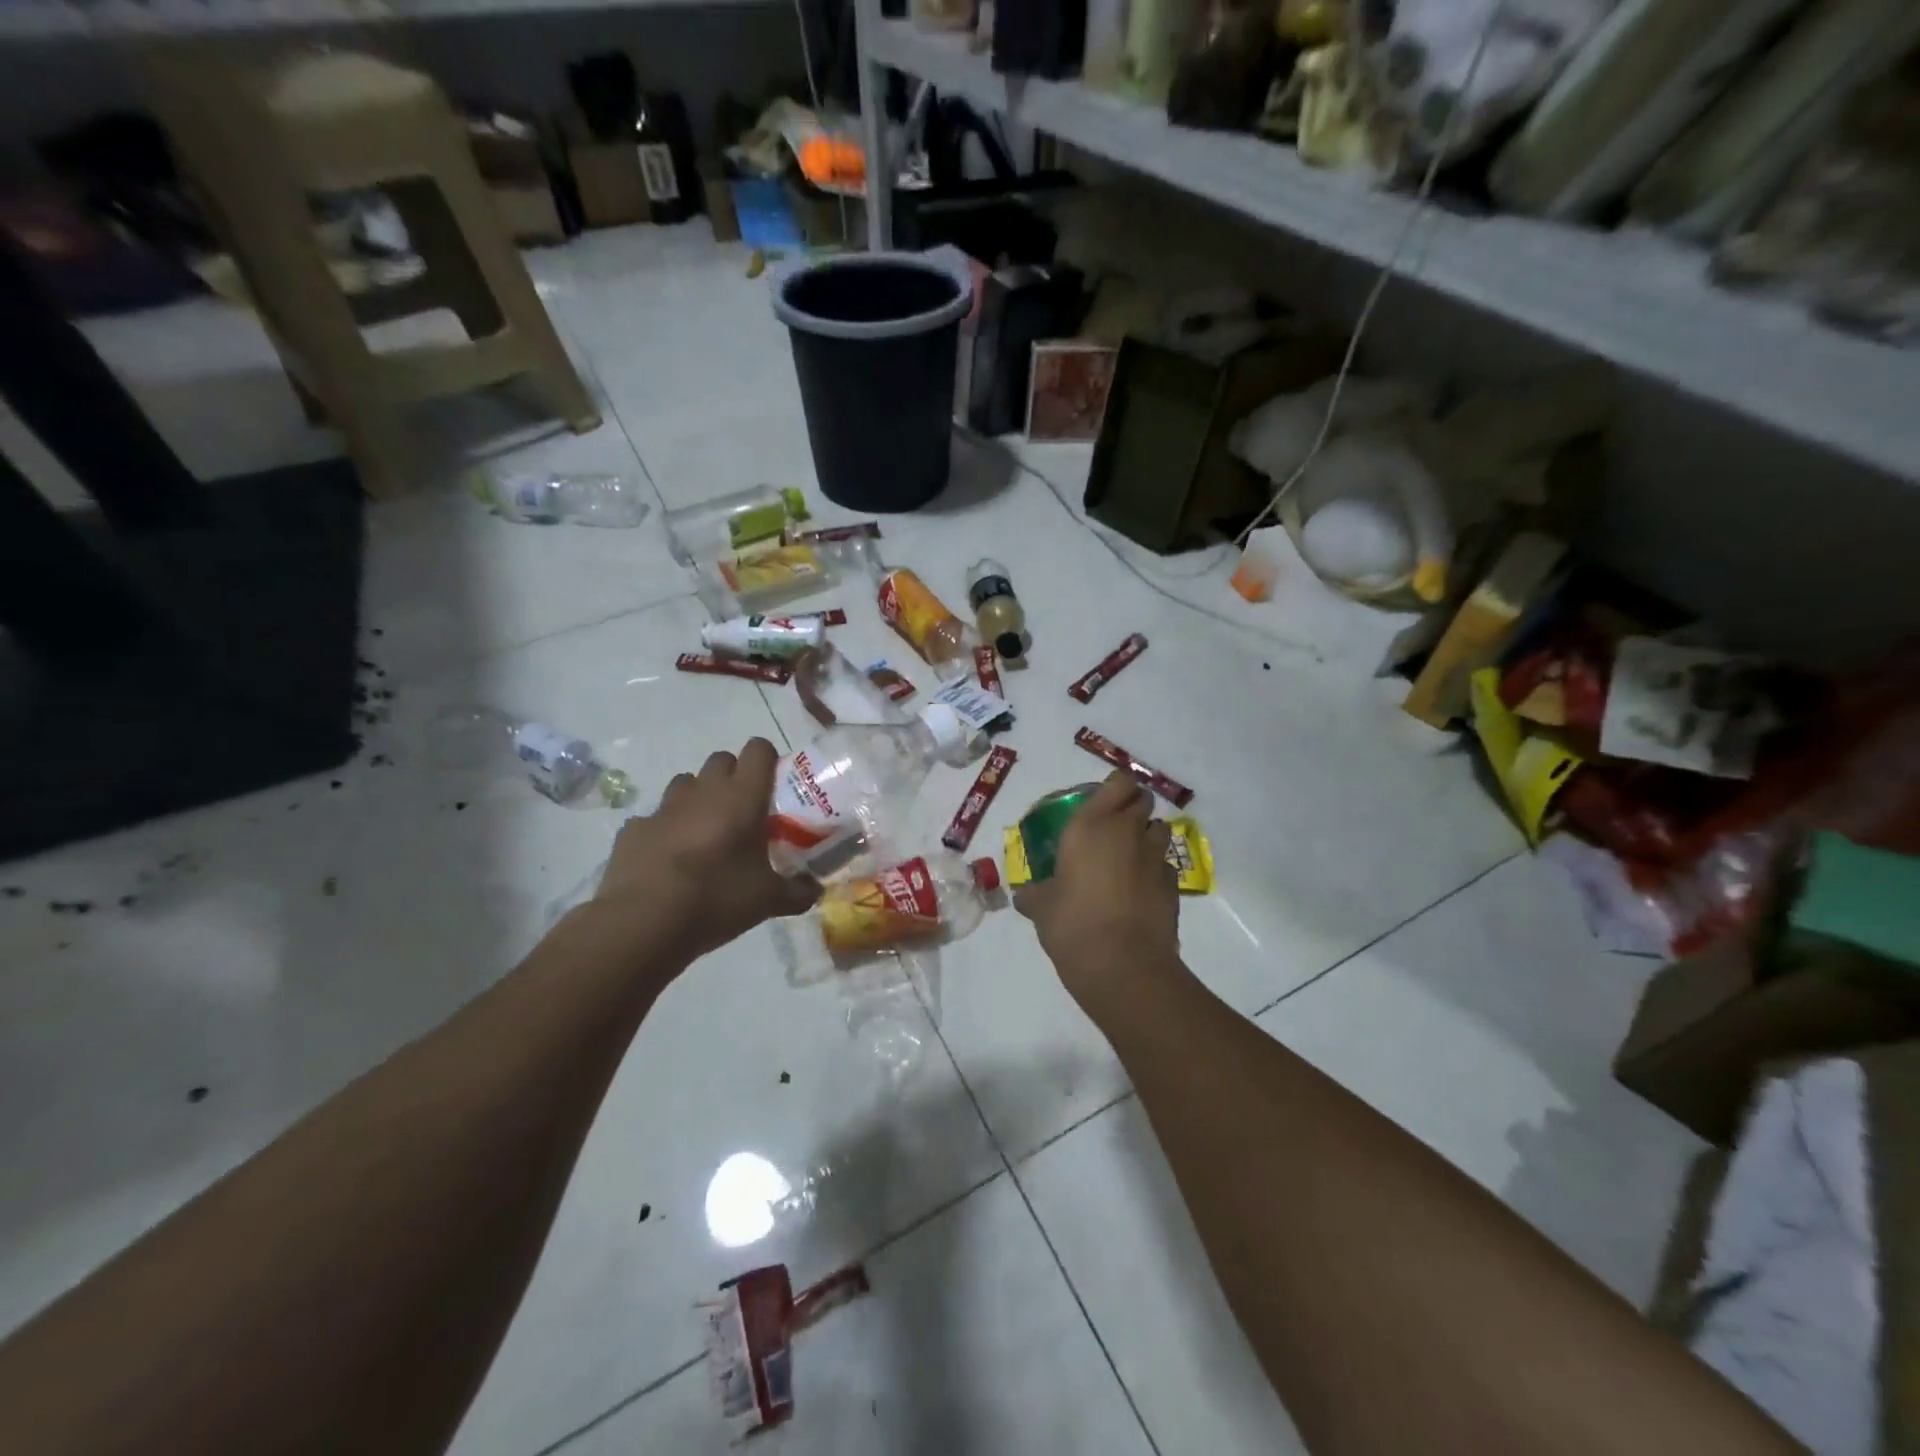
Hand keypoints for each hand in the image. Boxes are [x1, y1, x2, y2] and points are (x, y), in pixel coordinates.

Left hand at [591, 739, 818, 967]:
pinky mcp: (634, 829)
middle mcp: (703, 791)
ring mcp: (664, 808)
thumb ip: (797, 892)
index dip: (768, 760)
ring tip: (705, 833)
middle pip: (721, 759)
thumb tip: (815, 892)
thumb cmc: (717, 899)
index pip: (758, 750)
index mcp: (742, 797)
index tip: (774, 786)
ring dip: (698, 798)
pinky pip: (654, 818)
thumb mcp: (768, 900)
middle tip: (743, 812)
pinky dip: (664, 830)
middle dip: (733, 777)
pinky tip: (669, 859)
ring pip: (686, 783)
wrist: (644, 923)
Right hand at [1015, 771, 1179, 1007]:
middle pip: (1143, 800)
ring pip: (1160, 830)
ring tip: (1128, 859)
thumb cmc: (1072, 923)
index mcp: (1092, 825)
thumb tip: (1025, 896)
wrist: (1122, 965)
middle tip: (1112, 829)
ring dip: (1147, 837)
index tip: (1103, 802)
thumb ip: (1034, 895)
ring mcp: (1155, 858)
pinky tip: (1139, 892)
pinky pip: (1165, 866)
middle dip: (1132, 808)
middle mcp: (1128, 832)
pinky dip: (1155, 872)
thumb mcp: (1042, 908)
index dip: (1115, 788)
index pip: (1118, 783)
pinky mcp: (1173, 886)